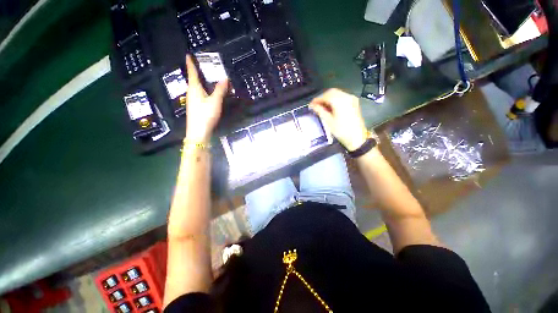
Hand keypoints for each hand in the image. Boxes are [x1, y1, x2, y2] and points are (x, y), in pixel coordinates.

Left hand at [184, 54, 228, 142]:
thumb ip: (220, 90)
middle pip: (193, 80)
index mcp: (194, 88)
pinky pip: (198, 94)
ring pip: (195, 88)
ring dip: (199, 81)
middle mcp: (191, 93)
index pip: (192, 73)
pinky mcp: (195, 108)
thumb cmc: (205, 115)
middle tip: (200, 65)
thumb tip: (225, 78)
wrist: (198, 132)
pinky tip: (206, 93)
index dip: (190, 64)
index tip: (188, 55)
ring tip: (204, 78)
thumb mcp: (215, 102)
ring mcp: (192, 101)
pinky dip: (202, 90)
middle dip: (195, 72)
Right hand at [309, 88, 367, 150]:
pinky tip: (330, 107)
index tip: (311, 104)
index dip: (317, 99)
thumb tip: (313, 106)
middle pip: (331, 92)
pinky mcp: (354, 102)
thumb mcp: (329, 121)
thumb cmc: (341, 131)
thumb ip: (320, 111)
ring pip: (337, 93)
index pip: (325, 96)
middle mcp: (347, 96)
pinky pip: (342, 97)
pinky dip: (334, 100)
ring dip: (328, 98)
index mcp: (340, 101)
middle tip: (315, 105)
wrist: (357, 138)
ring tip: (321, 107)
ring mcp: (351, 99)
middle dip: (322, 98)